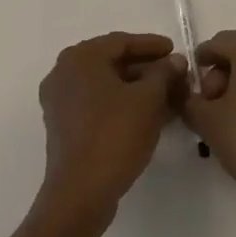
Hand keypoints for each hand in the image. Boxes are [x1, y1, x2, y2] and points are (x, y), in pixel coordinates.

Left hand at [36, 32, 185, 223]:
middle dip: (146, 68)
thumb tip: (175, 61)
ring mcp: (60, 101)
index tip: (176, 50)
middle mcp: (64, 73)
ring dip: (136, 87)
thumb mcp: (149, 99)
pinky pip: (96, 103)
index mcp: (80, 58)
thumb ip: (164, 73)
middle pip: (112, 62)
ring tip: (166, 95)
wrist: (80, 194)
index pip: (121, 42)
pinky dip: (121, 103)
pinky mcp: (63, 126)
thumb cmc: (114, 136)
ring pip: (105, 84)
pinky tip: (147, 114)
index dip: (152, 45)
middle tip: (173, 73)